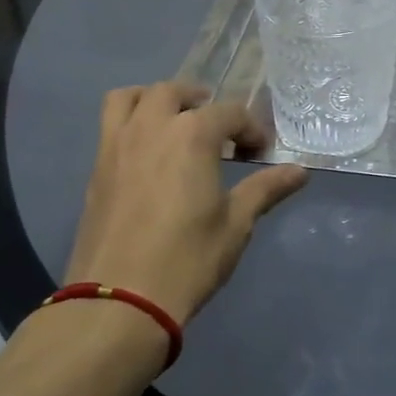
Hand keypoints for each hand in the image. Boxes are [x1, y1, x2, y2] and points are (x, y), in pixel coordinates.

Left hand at [64, 83, 308, 325]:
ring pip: (130, 98)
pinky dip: (132, 123)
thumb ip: (265, 189)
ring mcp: (116, 146)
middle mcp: (152, 127)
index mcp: (193, 134)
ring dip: (155, 99)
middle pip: (175, 92)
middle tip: (219, 128)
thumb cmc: (188, 259)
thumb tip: (299, 171)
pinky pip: (110, 126)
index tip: (261, 154)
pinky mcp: (95, 170)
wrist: (118, 302)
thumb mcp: (236, 224)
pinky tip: (149, 156)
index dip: (252, 129)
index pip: (230, 113)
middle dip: (201, 102)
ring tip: (174, 121)